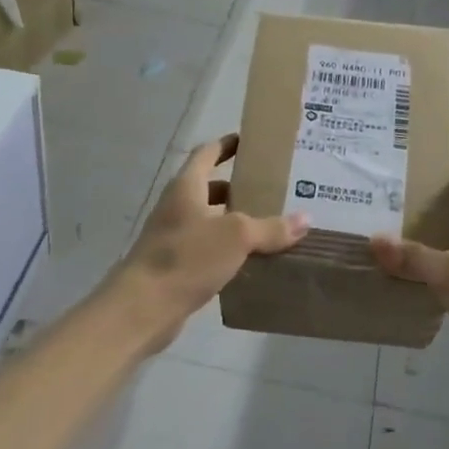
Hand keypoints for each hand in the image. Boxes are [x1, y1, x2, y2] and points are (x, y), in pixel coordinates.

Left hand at [115, 136, 308, 351]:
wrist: (143, 307)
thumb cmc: (187, 257)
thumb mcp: (236, 236)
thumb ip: (271, 227)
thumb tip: (305, 219)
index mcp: (186, 187)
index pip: (207, 154)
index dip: (226, 145)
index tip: (249, 141)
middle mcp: (177, 207)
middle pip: (208, 188)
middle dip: (237, 187)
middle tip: (271, 189)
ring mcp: (173, 237)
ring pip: (209, 221)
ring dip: (233, 221)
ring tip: (269, 225)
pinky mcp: (175, 266)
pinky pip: (207, 249)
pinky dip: (227, 250)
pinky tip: (251, 261)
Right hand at [371, 159, 448, 400]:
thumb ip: (415, 256)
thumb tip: (374, 238)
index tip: (420, 152)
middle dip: (423, 198)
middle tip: (381, 192)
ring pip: (448, 240)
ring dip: (421, 235)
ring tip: (381, 229)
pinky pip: (447, 273)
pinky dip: (425, 269)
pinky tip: (400, 275)